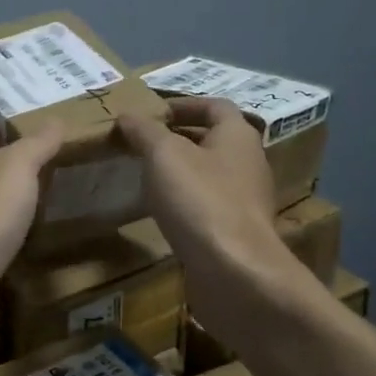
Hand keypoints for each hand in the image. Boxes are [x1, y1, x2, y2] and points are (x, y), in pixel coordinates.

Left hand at [0, 121, 62, 359]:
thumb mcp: (16, 168)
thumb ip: (36, 144)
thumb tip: (55, 120)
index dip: (2, 125)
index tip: (36, 129)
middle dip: (10, 165)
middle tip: (53, 164)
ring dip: (11, 203)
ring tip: (52, 198)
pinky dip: (11, 237)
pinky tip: (36, 239)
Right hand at [117, 98, 322, 345]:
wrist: (234, 271)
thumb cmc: (200, 200)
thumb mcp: (164, 155)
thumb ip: (144, 131)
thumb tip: (127, 115)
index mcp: (238, 136)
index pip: (215, 106)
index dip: (184, 104)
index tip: (153, 111)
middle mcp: (248, 163)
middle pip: (213, 140)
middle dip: (178, 137)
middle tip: (140, 141)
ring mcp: (244, 200)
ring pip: (209, 174)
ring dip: (179, 170)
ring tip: (143, 173)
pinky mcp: (235, 231)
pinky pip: (206, 204)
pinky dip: (183, 200)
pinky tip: (159, 210)